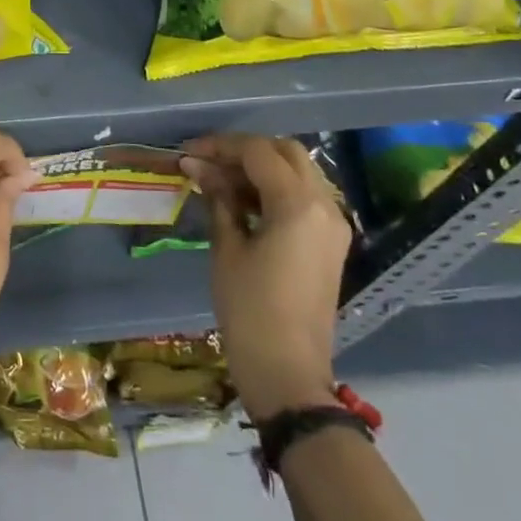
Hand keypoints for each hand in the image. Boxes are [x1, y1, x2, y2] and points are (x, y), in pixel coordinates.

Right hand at [180, 134, 352, 418]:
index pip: (257, 152)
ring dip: (261, 168)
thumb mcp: (227, 248)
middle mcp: (324, 205)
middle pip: (286, 152)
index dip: (219, 146)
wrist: (288, 373)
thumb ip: (218, 198)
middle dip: (245, 150)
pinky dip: (276, 188)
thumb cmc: (250, 309)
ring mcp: (333, 224)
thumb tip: (197, 165)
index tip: (188, 153)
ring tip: (220, 181)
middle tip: (208, 162)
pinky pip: (305, 196)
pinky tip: (244, 202)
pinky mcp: (331, 243)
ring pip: (298, 172)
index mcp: (298, 203)